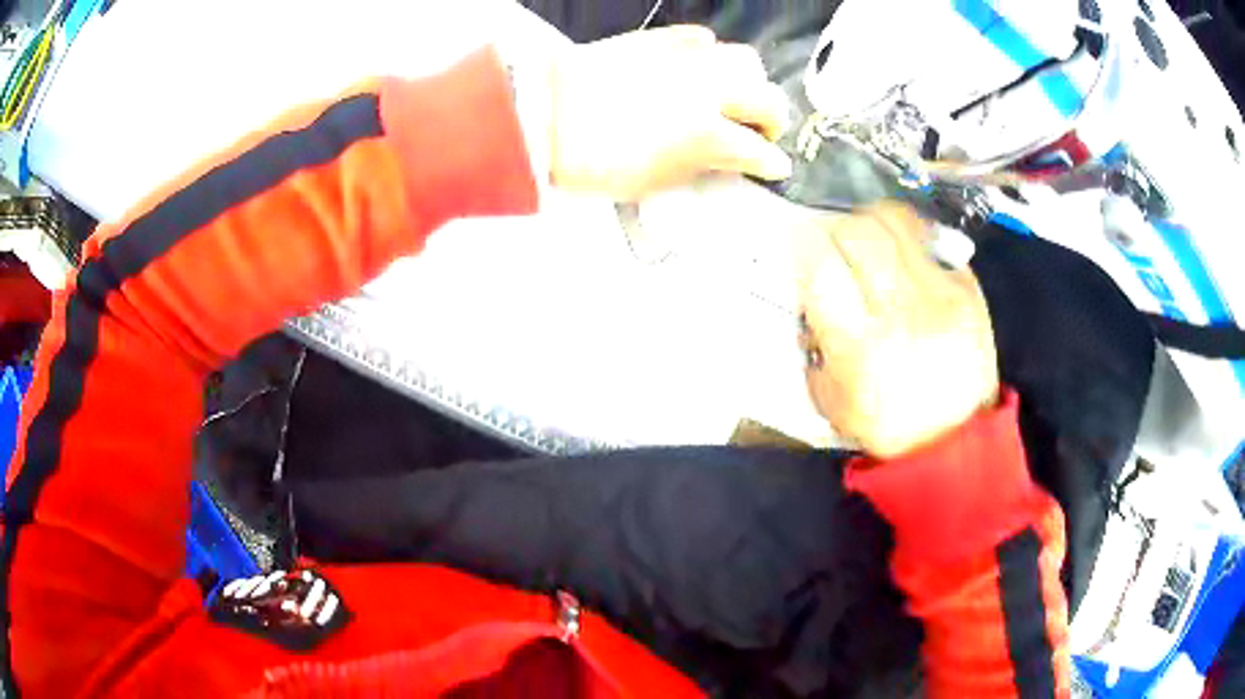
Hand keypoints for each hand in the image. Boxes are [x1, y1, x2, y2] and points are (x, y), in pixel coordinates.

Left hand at [548, 26, 792, 200]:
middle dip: (773, 119)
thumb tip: (725, 159)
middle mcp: (709, 90)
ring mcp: (686, 59)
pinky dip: (710, 54)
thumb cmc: (592, 160)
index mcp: (707, 134)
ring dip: (749, 82)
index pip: (760, 150)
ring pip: (745, 60)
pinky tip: (699, 67)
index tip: (771, 167)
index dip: (770, 163)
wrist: (541, 113)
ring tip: (731, 96)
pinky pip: (701, 38)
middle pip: (769, 98)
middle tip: (758, 132)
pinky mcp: (659, 39)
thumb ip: (699, 167)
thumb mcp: (652, 181)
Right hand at [796, 203, 998, 457]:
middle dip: (838, 228)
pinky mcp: (967, 290)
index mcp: (859, 346)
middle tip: (838, 241)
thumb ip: (814, 347)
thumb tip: (811, 299)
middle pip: (859, 232)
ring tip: (871, 236)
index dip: (804, 245)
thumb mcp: (832, 401)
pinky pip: (931, 242)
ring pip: (897, 222)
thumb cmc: (887, 426)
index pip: (821, 267)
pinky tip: (908, 258)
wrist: (954, 440)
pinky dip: (911, 241)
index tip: (803, 246)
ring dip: (874, 220)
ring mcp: (939, 296)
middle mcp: (900, 312)